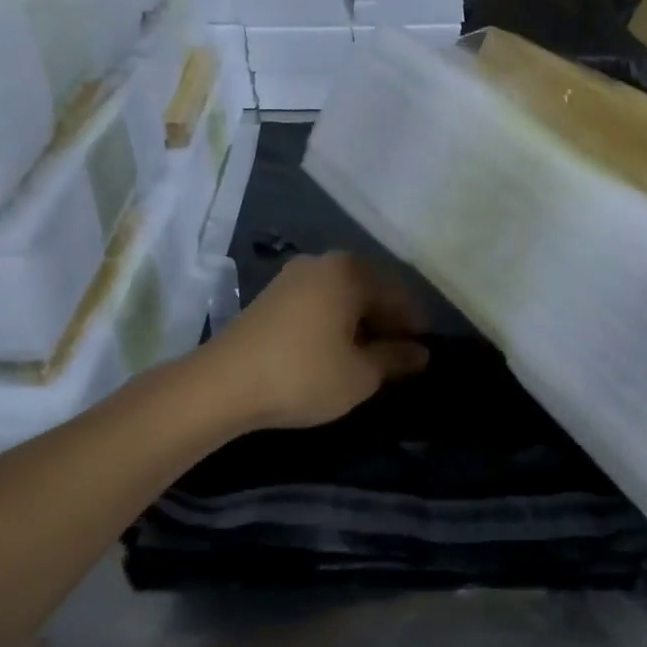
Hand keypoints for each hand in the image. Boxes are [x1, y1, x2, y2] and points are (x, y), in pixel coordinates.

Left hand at [197, 253, 429, 430]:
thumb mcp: (360, 375)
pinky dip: (336, 320)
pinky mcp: (273, 294)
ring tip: (369, 356)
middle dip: (388, 321)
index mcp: (350, 272)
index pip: (399, 293)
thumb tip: (420, 353)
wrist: (222, 384)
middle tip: (399, 356)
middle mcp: (323, 262)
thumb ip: (395, 359)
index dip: (415, 323)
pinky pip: (320, 301)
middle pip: (370, 288)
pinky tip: (336, 349)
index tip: (424, 352)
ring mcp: (294, 276)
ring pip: (343, 295)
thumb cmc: (303, 375)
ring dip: (361, 321)